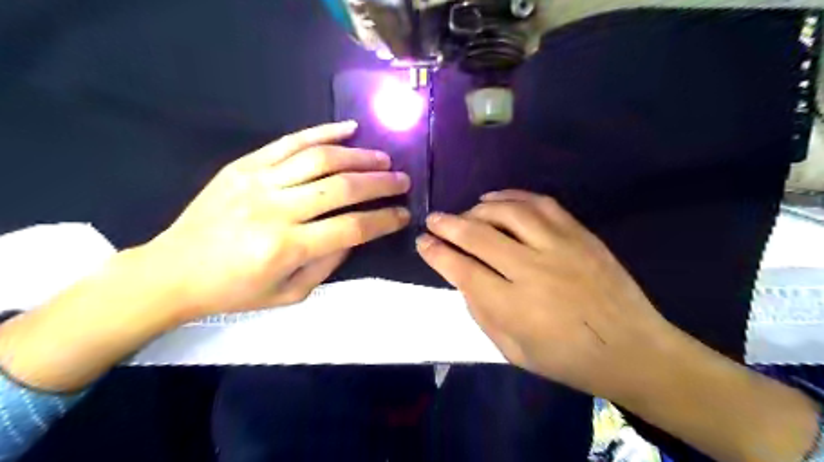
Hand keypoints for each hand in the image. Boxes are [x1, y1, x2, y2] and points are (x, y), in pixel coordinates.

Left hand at [147, 118, 410, 320]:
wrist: (172, 271)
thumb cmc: (234, 290)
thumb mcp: (289, 294)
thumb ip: (327, 264)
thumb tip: (355, 234)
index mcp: (286, 247)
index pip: (351, 228)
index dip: (384, 220)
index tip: (403, 214)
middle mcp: (275, 210)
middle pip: (341, 188)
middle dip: (380, 183)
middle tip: (402, 180)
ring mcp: (258, 181)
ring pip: (320, 159)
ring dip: (359, 156)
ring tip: (382, 159)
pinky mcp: (244, 165)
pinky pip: (290, 142)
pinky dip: (323, 132)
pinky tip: (349, 129)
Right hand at [416, 190, 670, 397]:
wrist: (633, 349)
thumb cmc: (568, 359)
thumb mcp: (513, 351)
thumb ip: (482, 312)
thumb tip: (462, 278)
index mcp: (513, 306)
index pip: (461, 270)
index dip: (436, 253)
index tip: (422, 242)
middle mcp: (532, 270)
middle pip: (478, 235)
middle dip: (447, 224)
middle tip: (433, 219)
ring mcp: (559, 246)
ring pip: (507, 212)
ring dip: (477, 208)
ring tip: (465, 213)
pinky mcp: (579, 234)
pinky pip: (540, 203)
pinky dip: (512, 196)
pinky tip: (496, 198)